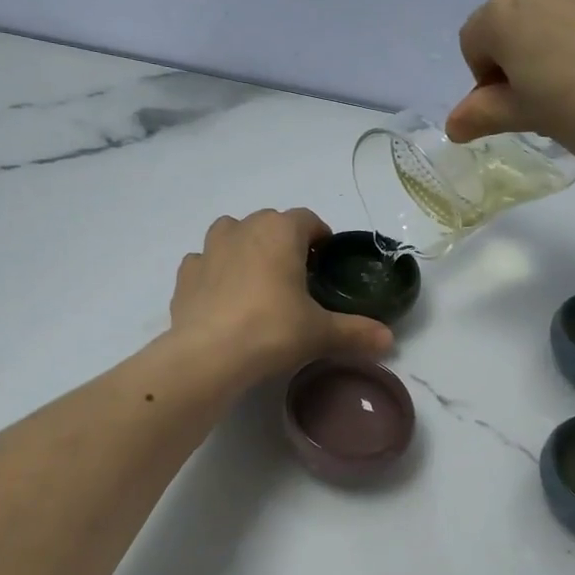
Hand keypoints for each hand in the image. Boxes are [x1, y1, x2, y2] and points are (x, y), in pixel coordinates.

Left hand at [168, 209, 392, 384]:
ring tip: (257, 281)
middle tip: (296, 277)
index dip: (320, 237)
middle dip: (284, 242)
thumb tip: (389, 340)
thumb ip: (356, 332)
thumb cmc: (271, 330)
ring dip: (246, 248)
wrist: (207, 355)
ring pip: (232, 234)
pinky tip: (224, 298)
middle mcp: (243, 228)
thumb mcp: (320, 334)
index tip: (325, 261)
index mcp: (281, 231)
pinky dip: (215, 272)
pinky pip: (205, 262)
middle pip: (270, 223)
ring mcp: (209, 248)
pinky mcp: (185, 274)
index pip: (308, 219)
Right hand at [447, 0, 574, 168]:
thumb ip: (488, 112)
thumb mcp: (536, 118)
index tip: (519, 106)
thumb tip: (454, 123)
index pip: (475, 41)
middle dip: (530, 43)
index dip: (488, 78)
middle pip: (522, 9)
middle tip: (561, 88)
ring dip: (572, 24)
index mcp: (508, 10)